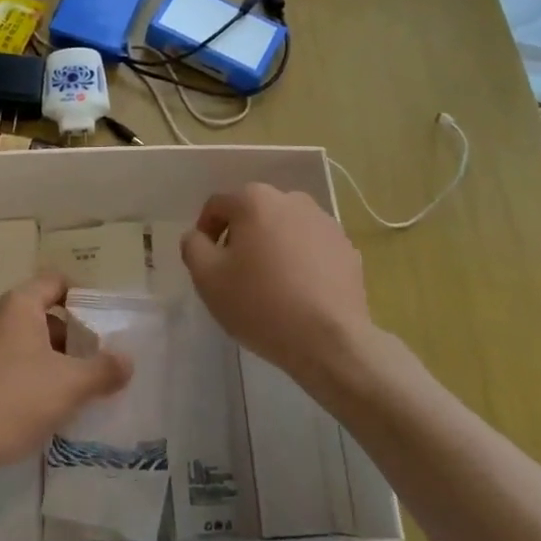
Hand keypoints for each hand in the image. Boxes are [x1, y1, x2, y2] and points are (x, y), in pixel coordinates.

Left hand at [0, 272, 132, 469]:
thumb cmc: (17, 399)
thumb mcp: (71, 385)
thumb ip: (104, 369)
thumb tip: (127, 361)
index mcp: (18, 305)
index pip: (56, 282)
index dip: (82, 298)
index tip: (102, 325)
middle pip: (41, 312)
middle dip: (70, 336)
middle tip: (93, 363)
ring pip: (24, 340)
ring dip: (49, 358)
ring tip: (72, 388)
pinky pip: (6, 361)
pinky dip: (27, 373)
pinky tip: (41, 404)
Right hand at [181, 184, 377, 391]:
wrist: (329, 340)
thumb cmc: (260, 303)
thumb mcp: (207, 277)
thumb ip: (193, 246)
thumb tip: (199, 236)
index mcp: (255, 200)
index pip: (217, 206)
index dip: (206, 232)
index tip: (207, 263)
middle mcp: (292, 200)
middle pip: (254, 214)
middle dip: (241, 238)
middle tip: (236, 275)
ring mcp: (325, 223)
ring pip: (285, 229)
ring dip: (272, 248)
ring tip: (270, 285)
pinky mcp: (347, 248)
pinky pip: (312, 248)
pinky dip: (301, 262)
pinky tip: (298, 293)